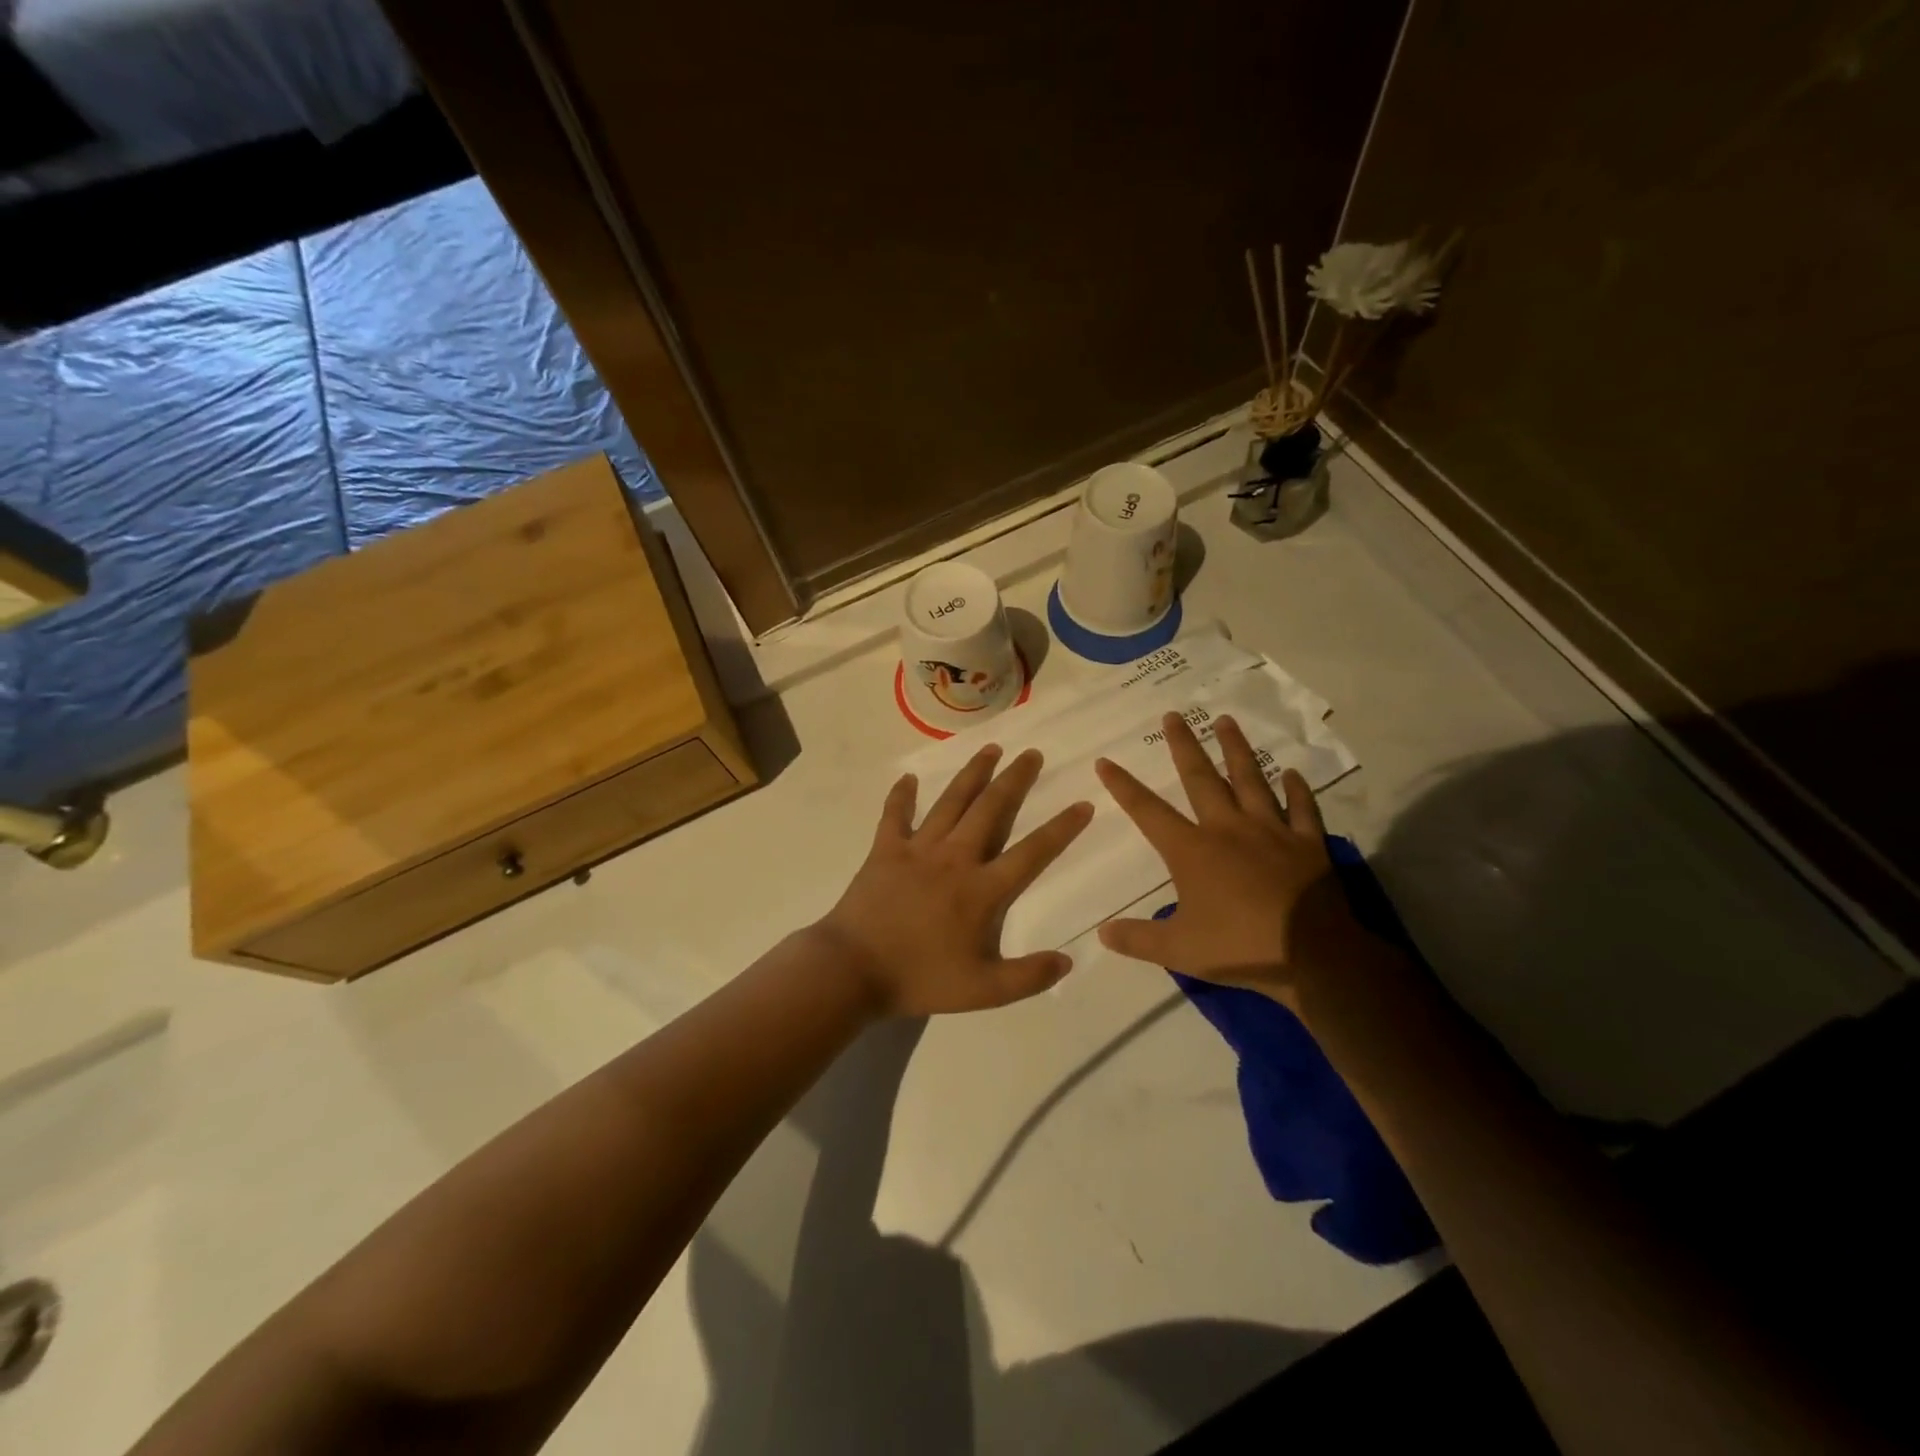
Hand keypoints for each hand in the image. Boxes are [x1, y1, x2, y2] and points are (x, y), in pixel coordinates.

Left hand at [818, 745, 1094, 1017]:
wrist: (853, 969)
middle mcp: (955, 858)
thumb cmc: (920, 978)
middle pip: (991, 810)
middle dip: (1015, 780)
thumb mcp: (983, 991)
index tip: (1083, 804)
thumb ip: (1028, 977)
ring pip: (951, 802)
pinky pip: (894, 815)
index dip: (1061, 829)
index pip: (1032, 853)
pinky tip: (908, 778)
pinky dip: (901, 796)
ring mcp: (918, 849)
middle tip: (1032, 754)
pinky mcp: (885, 850)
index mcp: (981, 890)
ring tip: (991, 749)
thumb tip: (1067, 960)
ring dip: (973, 774)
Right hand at [1094, 712, 1368, 1006]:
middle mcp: (1228, 829)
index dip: (1123, 786)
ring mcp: (1271, 832)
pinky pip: (1301, 809)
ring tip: (1226, 720)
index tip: (1106, 761)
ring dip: (1236, 749)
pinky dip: (1297, 790)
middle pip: (1200, 778)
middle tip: (1173, 715)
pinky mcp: (1307, 844)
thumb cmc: (1239, 947)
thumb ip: (1138, 940)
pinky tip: (1292, 773)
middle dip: (1183, 745)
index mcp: (1192, 851)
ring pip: (1250, 780)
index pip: (1148, 811)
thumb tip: (1102, 933)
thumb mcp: (1178, 951)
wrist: (1312, 955)